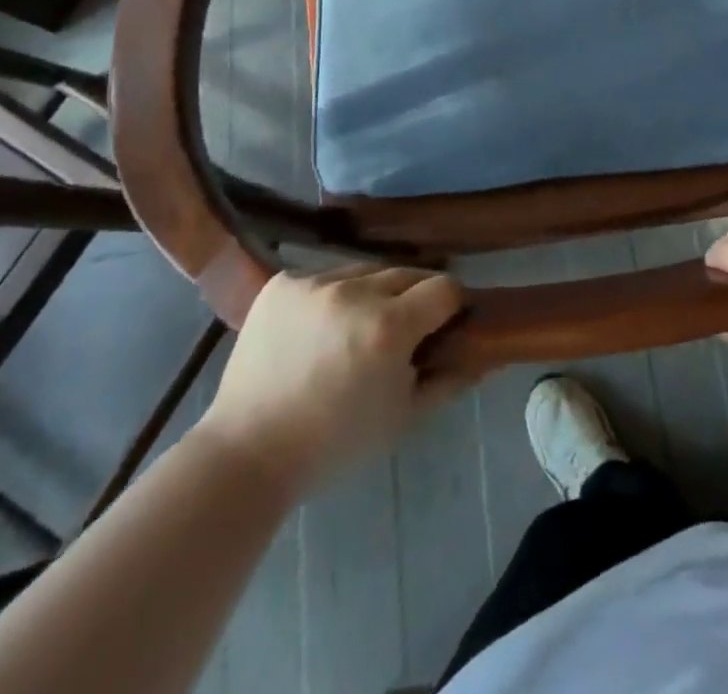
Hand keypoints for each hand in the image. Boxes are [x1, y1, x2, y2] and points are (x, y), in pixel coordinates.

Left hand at [195, 265, 466, 494]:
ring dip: (371, 294)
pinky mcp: (282, 283)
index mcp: (389, 326)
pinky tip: (318, 329)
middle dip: (413, 298)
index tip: (444, 325)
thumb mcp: (402, 419)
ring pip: (364, 272)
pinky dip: (331, 298)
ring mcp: (314, 282)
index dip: (451, 306)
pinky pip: (324, 278)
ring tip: (356, 329)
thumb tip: (481, 355)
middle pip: (406, 274)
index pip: (444, 288)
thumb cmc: (333, 444)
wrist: (246, 454)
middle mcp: (354, 292)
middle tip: (403, 330)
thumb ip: (448, 380)